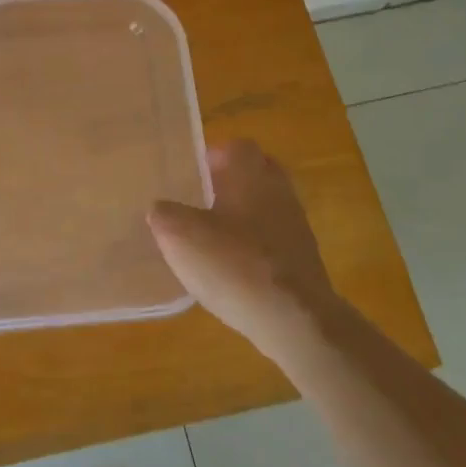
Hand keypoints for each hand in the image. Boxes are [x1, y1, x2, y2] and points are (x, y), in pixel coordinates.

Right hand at [148, 140, 335, 360]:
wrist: (295, 320)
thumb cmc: (234, 264)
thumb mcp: (179, 235)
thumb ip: (164, 214)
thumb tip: (161, 209)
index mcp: (250, 175)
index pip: (237, 147)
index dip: (215, 156)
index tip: (194, 173)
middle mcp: (278, 192)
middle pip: (258, 173)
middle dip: (233, 182)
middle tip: (203, 199)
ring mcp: (296, 227)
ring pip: (268, 207)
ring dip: (245, 215)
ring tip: (214, 237)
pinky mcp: (304, 261)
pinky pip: (275, 239)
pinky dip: (256, 246)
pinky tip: (234, 268)